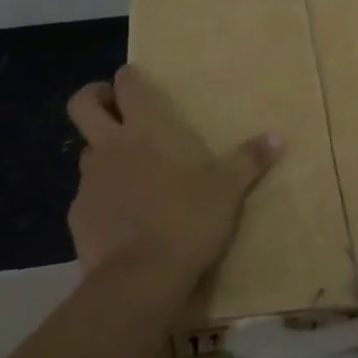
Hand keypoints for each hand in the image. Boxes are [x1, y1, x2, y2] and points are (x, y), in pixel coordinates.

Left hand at [64, 65, 283, 293]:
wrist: (140, 279)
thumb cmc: (187, 220)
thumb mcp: (228, 190)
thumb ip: (250, 160)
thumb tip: (278, 136)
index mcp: (146, 129)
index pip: (126, 83)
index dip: (129, 78)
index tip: (138, 82)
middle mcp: (111, 146)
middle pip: (82, 104)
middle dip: (94, 98)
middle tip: (114, 108)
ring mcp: (89, 181)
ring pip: (86, 151)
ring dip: (103, 153)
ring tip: (129, 171)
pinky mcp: (78, 215)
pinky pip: (87, 195)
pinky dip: (101, 197)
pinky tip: (123, 217)